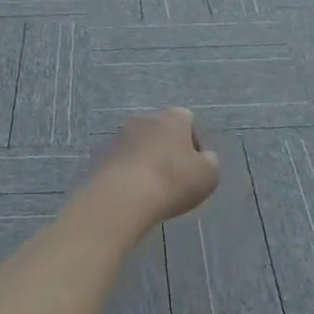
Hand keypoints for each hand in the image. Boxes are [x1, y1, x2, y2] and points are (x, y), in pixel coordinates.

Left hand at [91, 108, 220, 224]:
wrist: (123, 196)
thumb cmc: (173, 180)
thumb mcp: (209, 174)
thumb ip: (210, 161)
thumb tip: (203, 158)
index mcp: (172, 117)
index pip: (187, 120)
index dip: (194, 143)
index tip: (195, 167)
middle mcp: (144, 119)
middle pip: (161, 132)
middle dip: (168, 150)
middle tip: (174, 178)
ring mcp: (120, 135)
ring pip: (140, 146)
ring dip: (147, 161)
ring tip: (152, 189)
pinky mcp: (103, 154)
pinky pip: (122, 162)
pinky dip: (129, 173)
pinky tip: (133, 194)